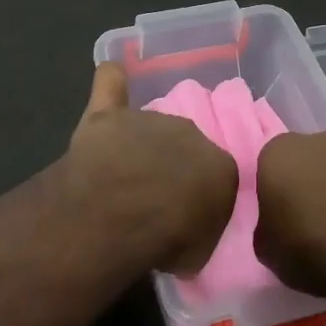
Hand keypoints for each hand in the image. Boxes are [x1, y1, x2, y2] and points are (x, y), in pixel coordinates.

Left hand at [62, 63, 236, 274]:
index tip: (183, 217)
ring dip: (138, 146)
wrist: (123, 213)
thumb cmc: (169, 238)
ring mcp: (145, 119)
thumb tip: (192, 225)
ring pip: (146, 126)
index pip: (214, 176)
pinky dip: (113, 81)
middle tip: (150, 198)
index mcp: (219, 163)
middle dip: (169, 167)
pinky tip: (113, 76)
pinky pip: (110, 84)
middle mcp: (188, 131)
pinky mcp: (107, 115)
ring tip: (120, 176)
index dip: (197, 197)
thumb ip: (201, 226)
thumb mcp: (202, 249)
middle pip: (180, 146)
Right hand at [255, 130, 325, 295]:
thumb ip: (266, 229)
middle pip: (301, 163)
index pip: (265, 169)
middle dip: (303, 186)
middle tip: (306, 223)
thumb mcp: (266, 250)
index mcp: (276, 152)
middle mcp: (313, 141)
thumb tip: (275, 228)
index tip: (279, 221)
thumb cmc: (308, 245)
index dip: (272, 196)